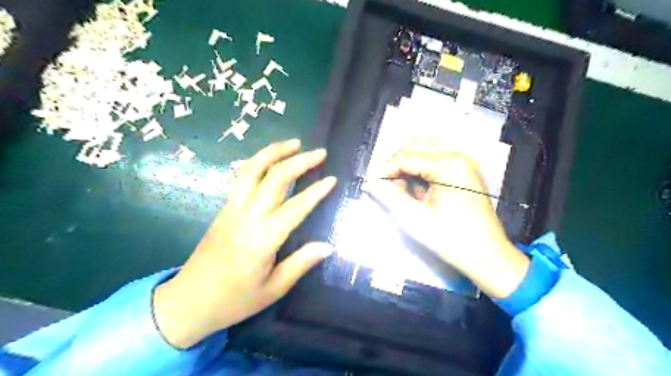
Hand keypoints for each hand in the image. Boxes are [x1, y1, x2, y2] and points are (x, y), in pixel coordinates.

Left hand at [151, 140, 335, 347]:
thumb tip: (327, 246)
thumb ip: (301, 264)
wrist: (187, 302)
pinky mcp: (223, 209)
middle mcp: (247, 216)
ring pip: (252, 169)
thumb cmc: (234, 300)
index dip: (316, 191)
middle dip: (299, 161)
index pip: (296, 207)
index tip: (332, 179)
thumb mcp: (273, 289)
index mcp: (263, 239)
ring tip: (293, 143)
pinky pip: (241, 177)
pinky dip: (257, 162)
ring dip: (273, 152)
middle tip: (319, 153)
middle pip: (274, 177)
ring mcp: (231, 209)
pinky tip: (268, 160)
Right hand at [367, 138, 528, 299]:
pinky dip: (421, 172)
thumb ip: (389, 196)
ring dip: (409, 168)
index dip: (385, 170)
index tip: (374, 185)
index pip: (405, 156)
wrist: (487, 256)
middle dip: (397, 166)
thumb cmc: (452, 239)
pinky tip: (419, 192)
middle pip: (415, 148)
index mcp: (448, 165)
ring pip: (424, 153)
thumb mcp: (414, 218)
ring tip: (404, 191)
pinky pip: (435, 162)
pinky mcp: (464, 172)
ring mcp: (463, 164)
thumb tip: (370, 183)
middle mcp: (458, 157)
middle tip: (389, 188)